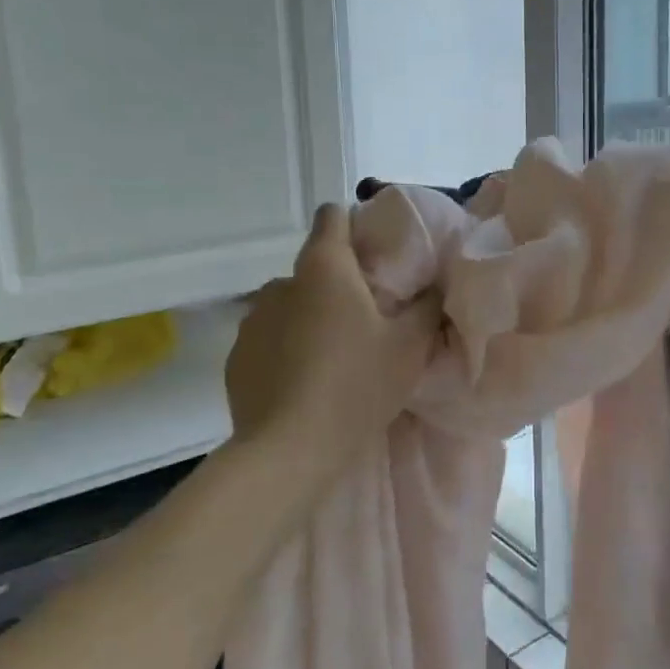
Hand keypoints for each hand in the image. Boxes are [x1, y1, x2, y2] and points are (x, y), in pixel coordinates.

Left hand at [227, 203, 443, 451]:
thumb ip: (427, 306)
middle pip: (314, 267)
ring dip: (310, 316)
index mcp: (324, 268)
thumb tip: (433, 285)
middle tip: (367, 319)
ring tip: (333, 355)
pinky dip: (286, 348)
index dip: (354, 225)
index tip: (375, 254)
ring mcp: (252, 320)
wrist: (289, 451)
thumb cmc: (357, 386)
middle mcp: (281, 283)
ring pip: (290, 305)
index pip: (332, 217)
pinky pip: (269, 338)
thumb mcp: (410, 346)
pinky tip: (303, 382)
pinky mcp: (236, 357)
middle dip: (339, 283)